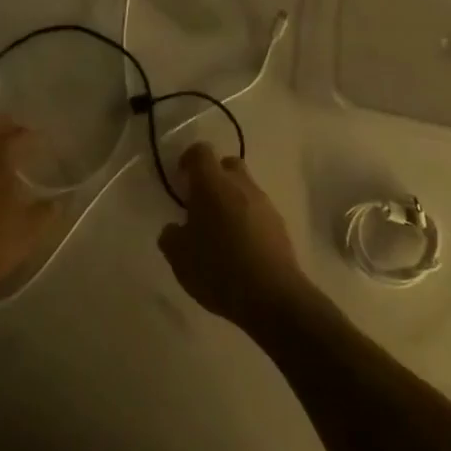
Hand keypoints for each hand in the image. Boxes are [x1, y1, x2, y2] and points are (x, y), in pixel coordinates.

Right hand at [158, 144, 312, 330]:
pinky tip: (239, 248)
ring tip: (220, 231)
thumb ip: (171, 236)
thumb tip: (175, 228)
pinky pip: (258, 211)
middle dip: (213, 177)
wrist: (273, 298)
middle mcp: (240, 186)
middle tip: (200, 203)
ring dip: (231, 200)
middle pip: (227, 164)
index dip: (188, 160)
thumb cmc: (218, 269)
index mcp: (212, 184)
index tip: (181, 180)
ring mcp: (264, 204)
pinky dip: (247, 220)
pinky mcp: (280, 226)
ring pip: (244, 189)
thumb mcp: (179, 257)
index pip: (200, 152)